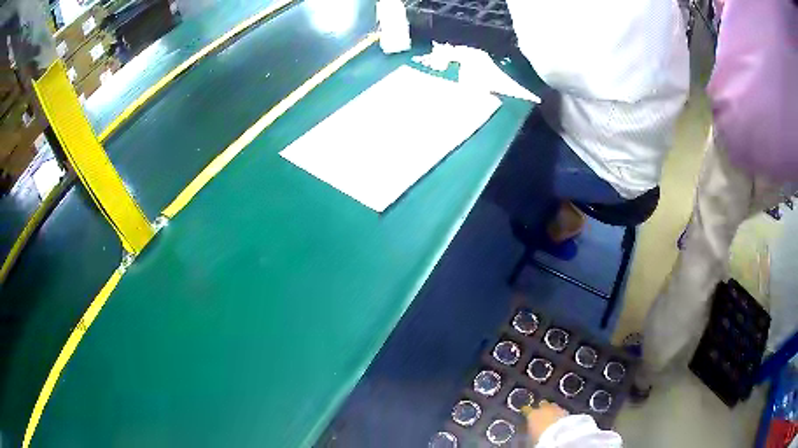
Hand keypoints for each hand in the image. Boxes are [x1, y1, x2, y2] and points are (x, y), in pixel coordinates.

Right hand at [522, 401, 568, 443]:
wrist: (559, 436)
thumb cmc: (540, 437)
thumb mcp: (530, 436)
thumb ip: (530, 428)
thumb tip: (530, 429)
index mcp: (532, 414)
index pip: (526, 409)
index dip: (526, 411)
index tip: (526, 413)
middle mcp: (544, 408)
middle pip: (542, 404)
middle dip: (542, 408)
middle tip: (540, 415)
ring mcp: (557, 408)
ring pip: (553, 406)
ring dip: (552, 410)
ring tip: (551, 417)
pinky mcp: (567, 412)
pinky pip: (561, 411)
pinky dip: (559, 414)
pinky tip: (559, 420)